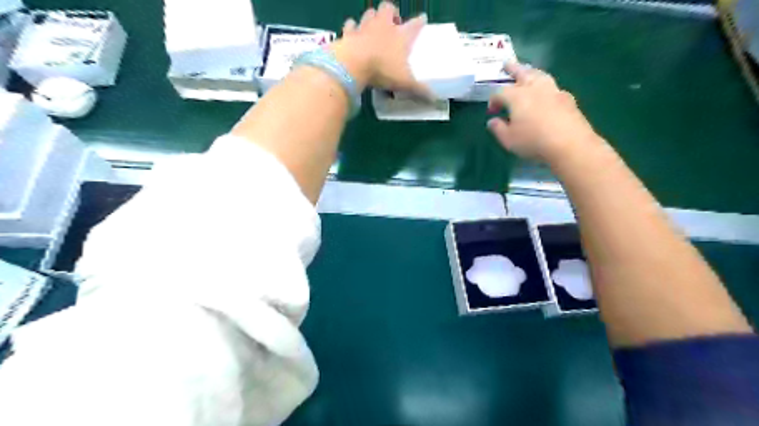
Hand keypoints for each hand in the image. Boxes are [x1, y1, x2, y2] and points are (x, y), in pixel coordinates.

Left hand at [332, 2, 425, 92]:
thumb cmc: (383, 71)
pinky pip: (351, 25)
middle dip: (391, 12)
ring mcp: (364, 27)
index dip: (420, 21)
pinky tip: (353, 33)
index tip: (422, 19)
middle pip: (388, 8)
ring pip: (370, 13)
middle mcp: (384, 26)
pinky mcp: (348, 33)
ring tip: (374, 27)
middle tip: (393, 23)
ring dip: (372, 18)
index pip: (415, 25)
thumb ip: (420, 90)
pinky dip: (352, 28)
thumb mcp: (405, 83)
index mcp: (401, 36)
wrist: (354, 65)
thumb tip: (434, 100)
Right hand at [486, 62, 605, 162]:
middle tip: (506, 65)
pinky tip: (546, 93)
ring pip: (540, 75)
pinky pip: (553, 87)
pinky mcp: (567, 98)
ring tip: (527, 72)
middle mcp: (534, 88)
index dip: (493, 100)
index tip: (492, 111)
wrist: (570, 144)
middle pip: (522, 73)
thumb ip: (498, 129)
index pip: (500, 92)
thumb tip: (493, 121)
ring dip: (531, 72)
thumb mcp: (509, 140)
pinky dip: (545, 86)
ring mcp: (553, 91)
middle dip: (513, 69)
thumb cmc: (533, 142)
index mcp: (516, 97)